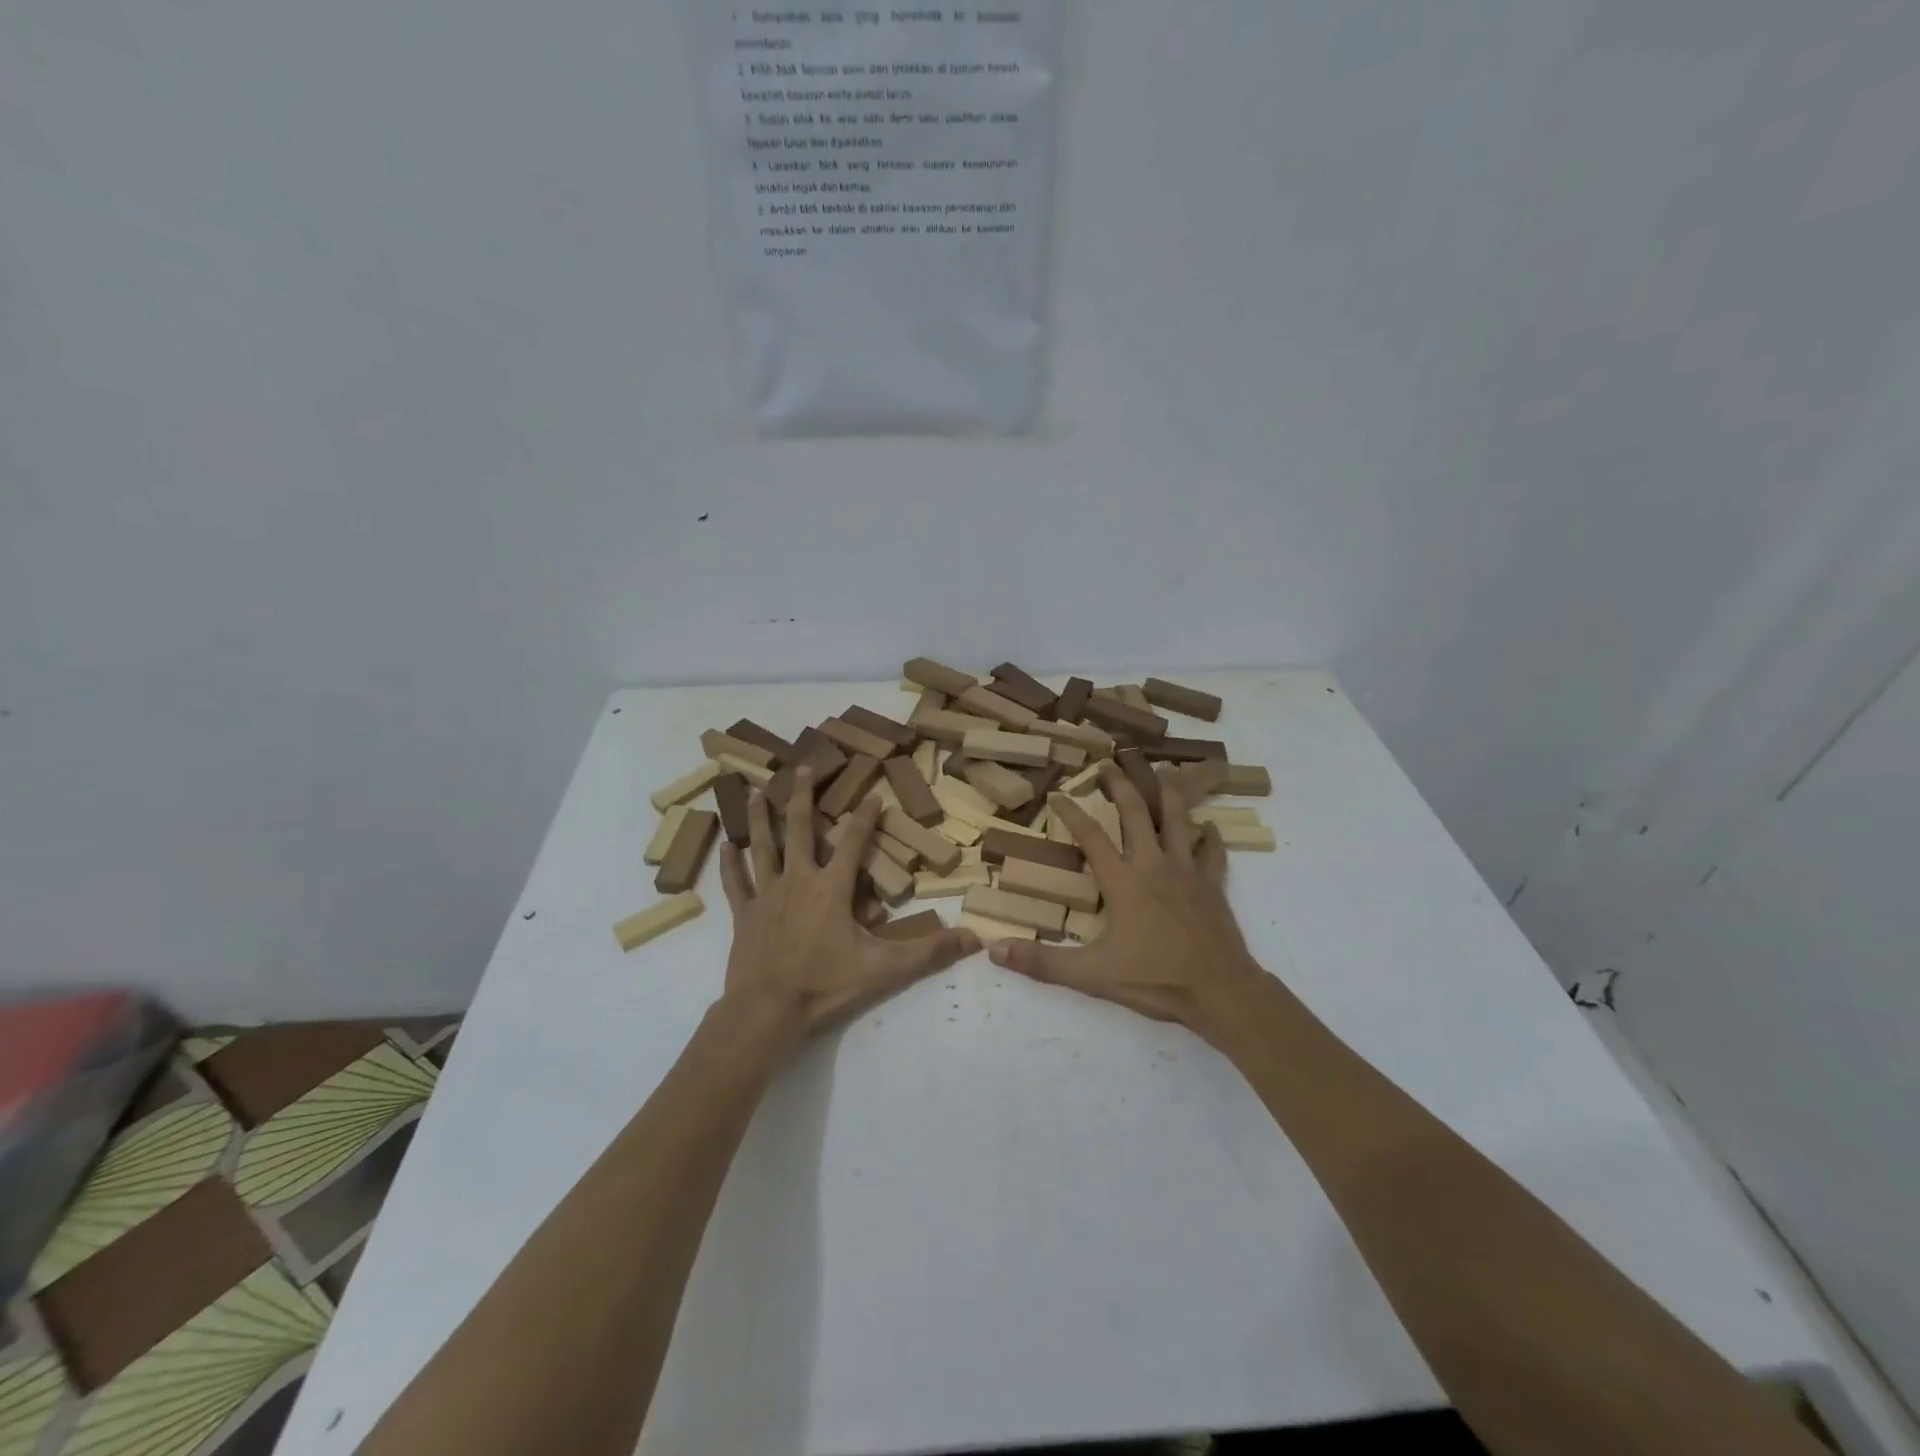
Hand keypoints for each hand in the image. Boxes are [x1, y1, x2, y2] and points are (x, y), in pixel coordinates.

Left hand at [718, 768, 978, 1043]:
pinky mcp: (743, 915)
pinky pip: (734, 883)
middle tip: (802, 766)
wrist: (767, 1011)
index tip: (873, 793)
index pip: (853, 842)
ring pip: (762, 846)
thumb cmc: (826, 985)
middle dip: (802, 795)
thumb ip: (929, 952)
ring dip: (758, 817)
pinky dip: (729, 863)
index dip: (865, 816)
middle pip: (798, 828)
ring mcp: (766, 895)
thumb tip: (974, 938)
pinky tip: (724, 845)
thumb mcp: (884, 969)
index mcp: (831, 888)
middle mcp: (797, 880)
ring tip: (751, 790)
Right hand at [987, 761, 1266, 1038]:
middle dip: (1121, 785)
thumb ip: (1042, 962)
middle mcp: (1154, 865)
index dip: (1072, 813)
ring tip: (1164, 771)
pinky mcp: (1213, 886)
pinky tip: (1212, 827)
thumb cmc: (1155, 980)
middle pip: (1137, 813)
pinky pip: (1213, 853)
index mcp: (1123, 881)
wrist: (1220, 991)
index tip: (1058, 794)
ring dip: (1169, 794)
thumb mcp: (1092, 975)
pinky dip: (1212, 837)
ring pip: (1179, 821)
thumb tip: (994, 949)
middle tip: (1110, 763)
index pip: (1091, 837)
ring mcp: (1188, 872)